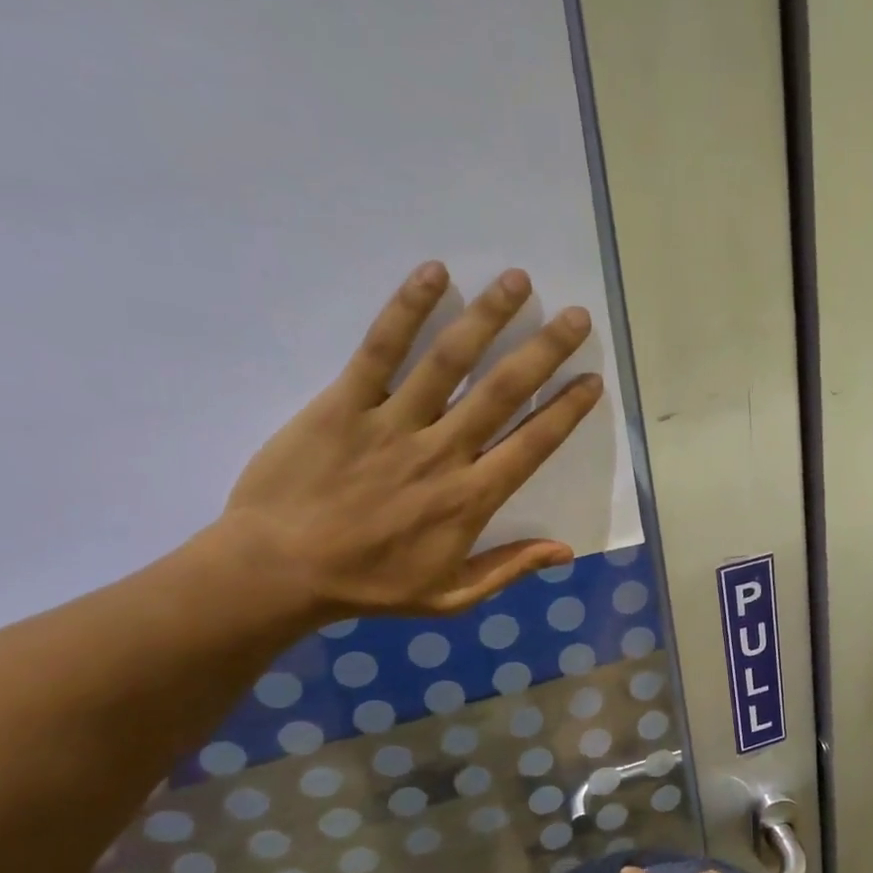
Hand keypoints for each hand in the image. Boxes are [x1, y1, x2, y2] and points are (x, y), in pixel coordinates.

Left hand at [219, 261, 603, 618]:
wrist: (279, 571)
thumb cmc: (369, 586)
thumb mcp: (450, 597)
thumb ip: (508, 569)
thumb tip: (565, 550)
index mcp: (472, 499)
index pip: (533, 444)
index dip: (567, 410)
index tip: (592, 379)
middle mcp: (443, 453)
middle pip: (503, 392)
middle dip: (545, 351)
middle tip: (577, 316)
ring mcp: (394, 423)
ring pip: (450, 361)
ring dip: (488, 317)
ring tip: (517, 281)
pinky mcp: (345, 404)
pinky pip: (380, 350)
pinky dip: (407, 310)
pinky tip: (434, 274)